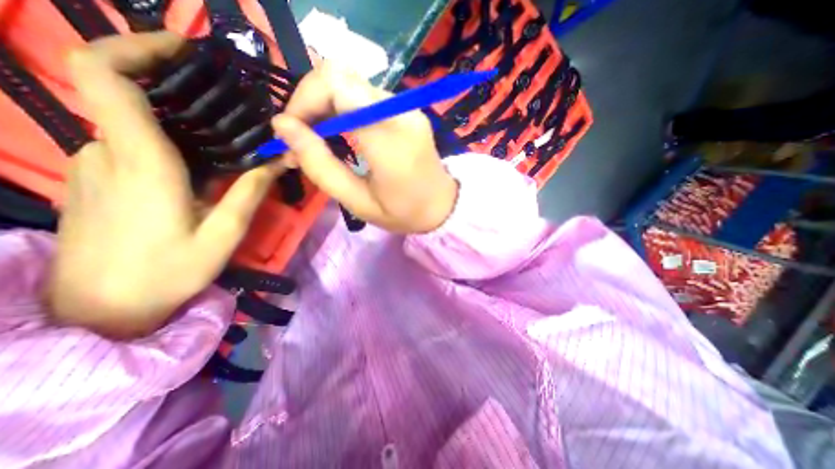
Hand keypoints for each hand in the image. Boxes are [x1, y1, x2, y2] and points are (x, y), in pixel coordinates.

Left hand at [52, 33, 287, 339]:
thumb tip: (278, 159)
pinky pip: (135, 146)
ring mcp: (96, 165)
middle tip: (230, 108)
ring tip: (227, 141)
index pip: (107, 77)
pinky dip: (170, 143)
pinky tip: (202, 166)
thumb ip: (250, 191)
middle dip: (180, 92)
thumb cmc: (169, 272)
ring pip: (139, 126)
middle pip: (132, 98)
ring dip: (182, 124)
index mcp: (141, 163)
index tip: (185, 51)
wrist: (102, 309)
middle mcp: (108, 153)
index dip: (138, 48)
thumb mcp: (224, 233)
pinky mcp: (97, 179)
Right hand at [272, 61, 459, 231]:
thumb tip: (283, 127)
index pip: (335, 86)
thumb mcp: (358, 203)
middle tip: (302, 137)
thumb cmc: (404, 212)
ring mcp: (406, 108)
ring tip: (317, 139)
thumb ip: (321, 166)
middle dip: (310, 101)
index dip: (303, 101)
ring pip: (350, 82)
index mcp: (390, 139)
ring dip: (325, 105)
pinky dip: (342, 108)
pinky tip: (339, 133)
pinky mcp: (406, 110)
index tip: (291, 133)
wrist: (443, 206)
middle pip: (340, 75)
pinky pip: (364, 95)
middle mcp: (400, 112)